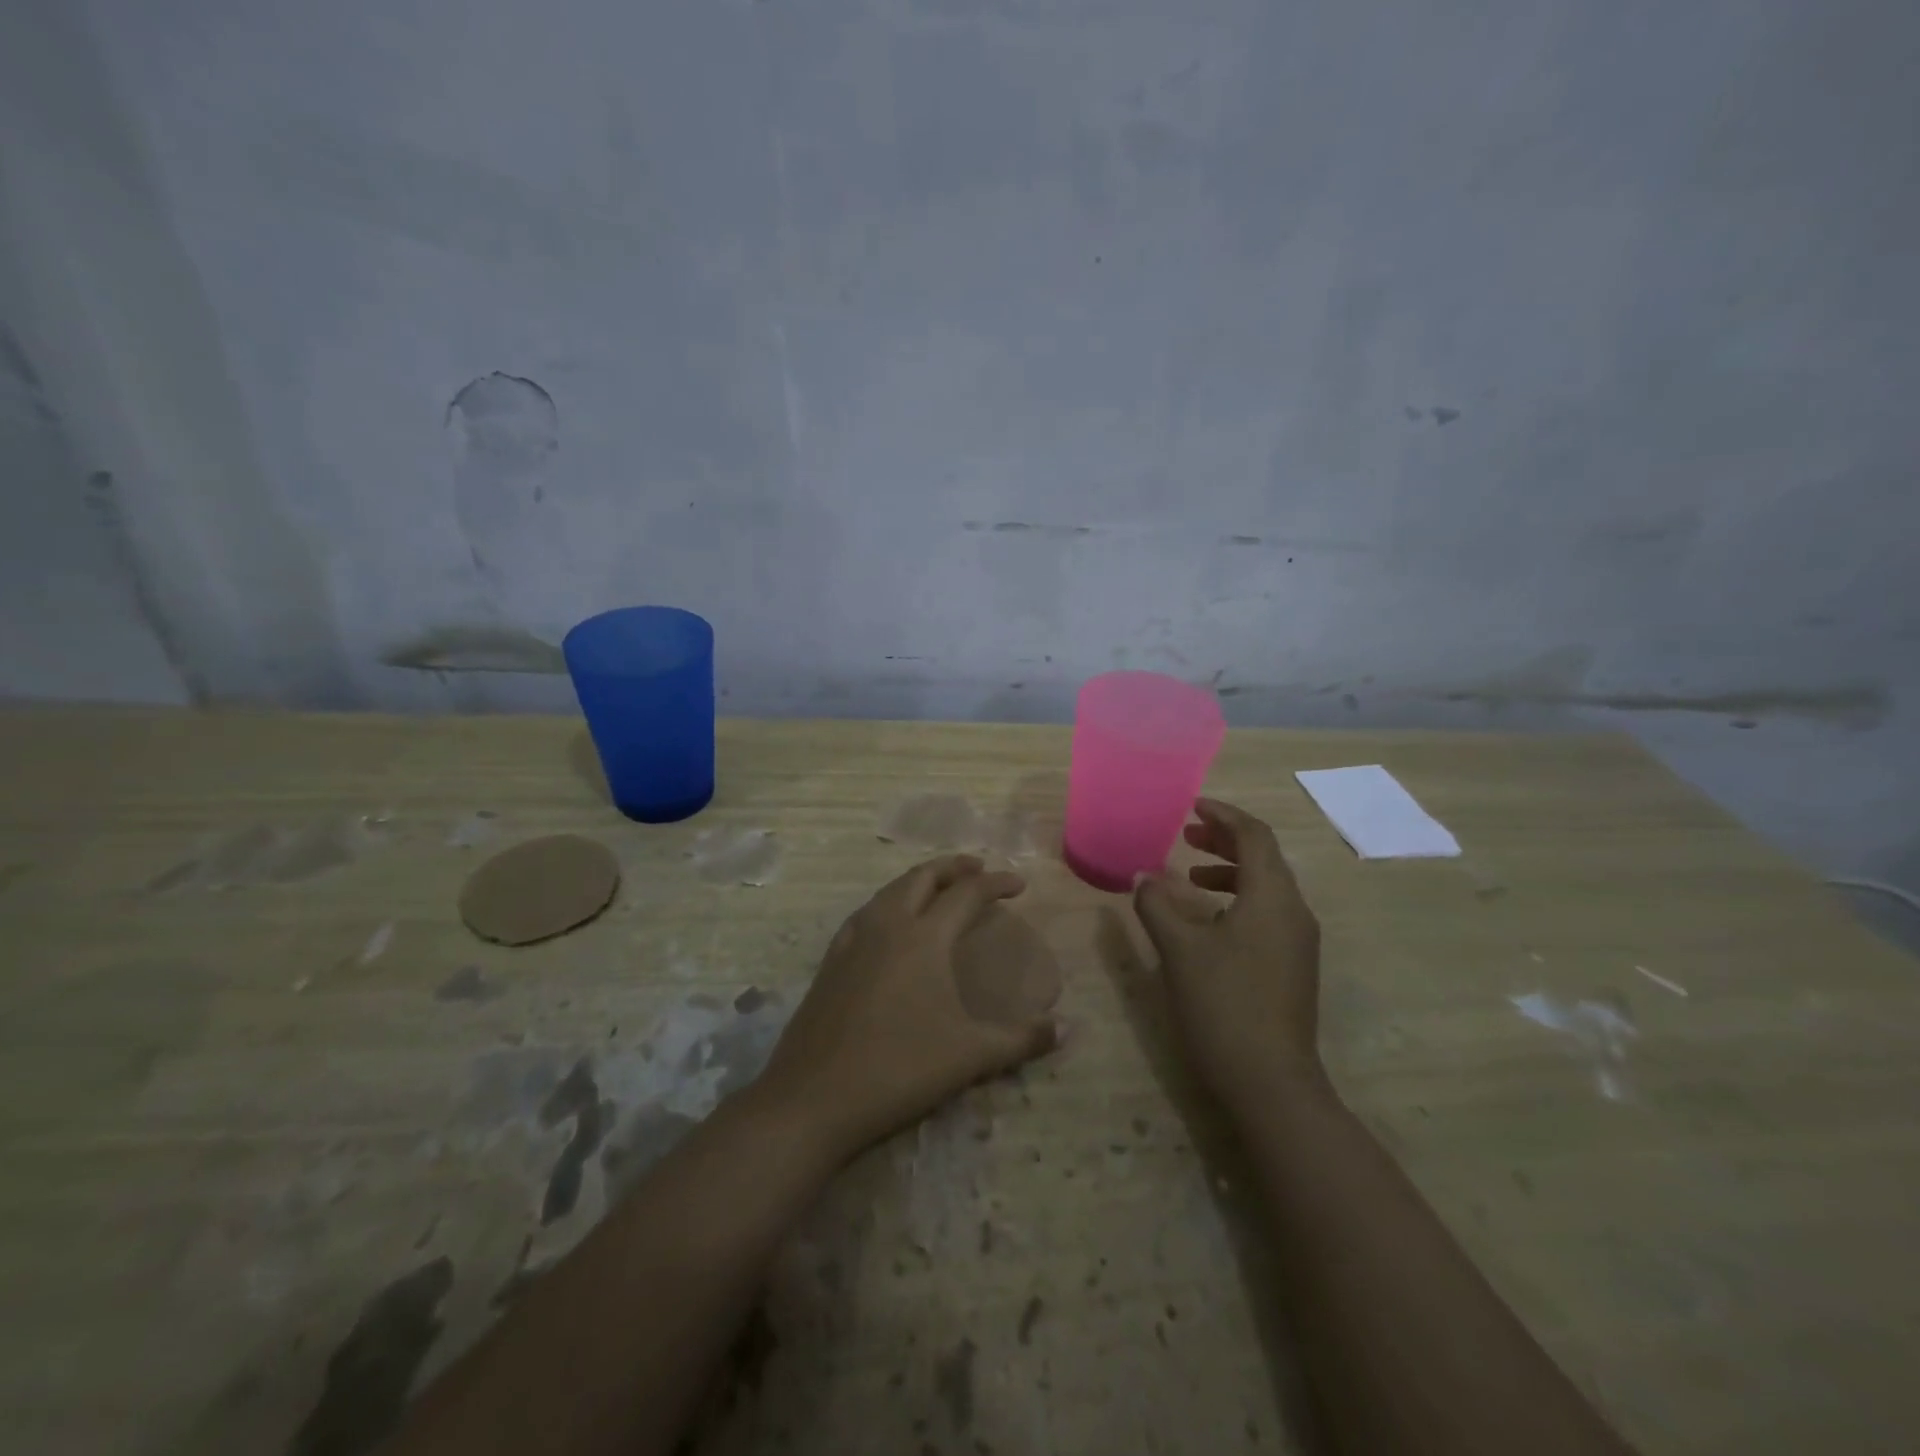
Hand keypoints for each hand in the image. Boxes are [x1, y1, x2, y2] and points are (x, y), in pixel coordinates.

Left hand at [756, 855, 1057, 1160]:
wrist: (813, 1098)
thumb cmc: (899, 1069)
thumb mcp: (970, 1056)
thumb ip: (1021, 1039)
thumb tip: (1066, 1029)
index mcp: (924, 937)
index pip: (967, 893)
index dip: (997, 883)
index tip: (1019, 885)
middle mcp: (888, 925)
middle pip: (923, 877)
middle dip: (954, 867)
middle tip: (978, 869)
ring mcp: (853, 940)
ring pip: (890, 890)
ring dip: (919, 880)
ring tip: (938, 888)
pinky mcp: (830, 961)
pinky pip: (865, 913)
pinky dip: (888, 903)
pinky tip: (888, 923)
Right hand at [1132, 798, 1325, 1107]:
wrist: (1272, 1084)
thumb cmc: (1224, 1004)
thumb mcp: (1180, 950)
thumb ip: (1157, 905)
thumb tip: (1144, 877)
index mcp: (1273, 897)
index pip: (1254, 836)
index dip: (1223, 815)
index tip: (1192, 805)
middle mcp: (1294, 911)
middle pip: (1264, 858)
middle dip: (1226, 840)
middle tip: (1188, 834)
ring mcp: (1298, 942)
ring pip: (1267, 887)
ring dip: (1230, 871)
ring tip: (1191, 875)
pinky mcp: (1293, 966)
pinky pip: (1268, 913)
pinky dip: (1238, 900)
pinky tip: (1208, 921)